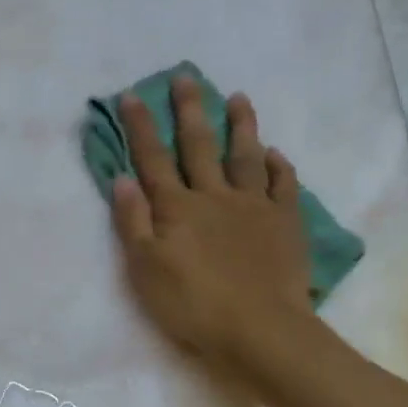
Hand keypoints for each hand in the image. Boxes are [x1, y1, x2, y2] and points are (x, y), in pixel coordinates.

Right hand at [111, 77, 311, 366]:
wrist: (259, 329)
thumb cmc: (193, 304)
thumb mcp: (145, 269)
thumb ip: (132, 222)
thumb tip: (122, 178)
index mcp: (177, 208)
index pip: (152, 159)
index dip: (140, 127)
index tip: (131, 95)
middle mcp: (214, 196)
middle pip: (199, 145)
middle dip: (189, 110)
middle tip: (186, 77)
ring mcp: (253, 206)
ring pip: (245, 156)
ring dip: (241, 126)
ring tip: (239, 98)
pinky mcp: (284, 222)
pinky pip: (283, 185)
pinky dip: (278, 166)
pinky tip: (275, 153)